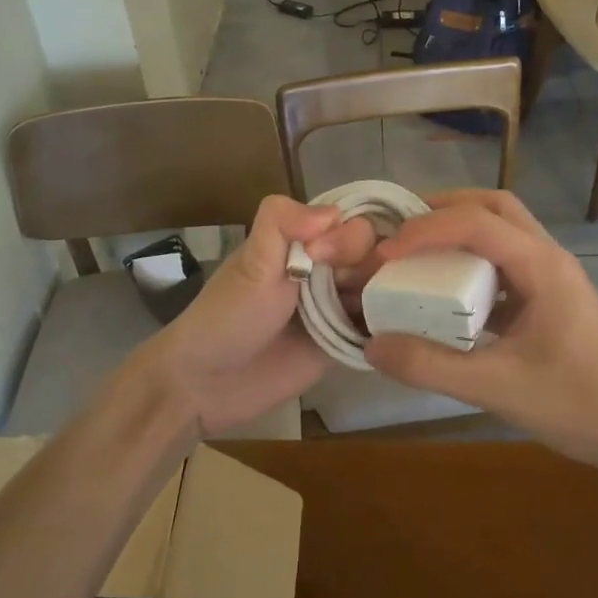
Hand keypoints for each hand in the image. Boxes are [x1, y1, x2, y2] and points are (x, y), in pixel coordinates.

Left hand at [124, 196, 376, 439]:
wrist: (208, 384)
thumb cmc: (226, 317)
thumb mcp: (250, 262)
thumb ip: (281, 223)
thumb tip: (333, 212)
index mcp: (303, 242)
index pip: (350, 223)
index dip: (349, 237)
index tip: (323, 257)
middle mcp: (326, 269)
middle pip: (374, 253)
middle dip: (368, 266)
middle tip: (340, 290)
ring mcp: (338, 306)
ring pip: (382, 287)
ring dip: (385, 295)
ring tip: (362, 315)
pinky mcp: (345, 342)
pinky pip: (378, 326)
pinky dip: (388, 325)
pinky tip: (389, 332)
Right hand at [363, 190, 597, 470]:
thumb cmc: (575, 404)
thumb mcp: (495, 388)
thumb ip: (431, 366)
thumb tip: (372, 345)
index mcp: (541, 266)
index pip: (476, 222)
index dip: (426, 230)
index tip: (385, 253)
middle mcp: (548, 257)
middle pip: (494, 206)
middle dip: (444, 209)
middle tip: (401, 229)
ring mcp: (552, 275)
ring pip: (502, 228)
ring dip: (459, 229)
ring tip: (417, 250)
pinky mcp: (549, 296)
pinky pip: (505, 259)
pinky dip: (472, 260)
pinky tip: (447, 291)